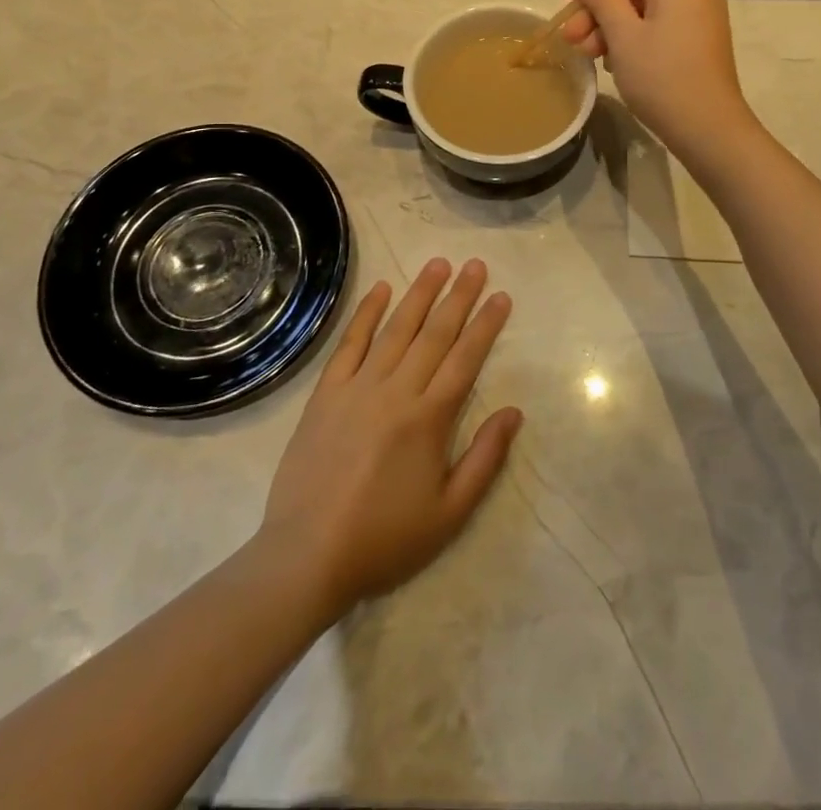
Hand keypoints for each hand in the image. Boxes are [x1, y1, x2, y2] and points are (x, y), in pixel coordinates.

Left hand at [257, 258, 521, 615]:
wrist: (307, 556)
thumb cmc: (384, 539)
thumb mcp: (449, 514)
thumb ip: (485, 459)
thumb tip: (513, 411)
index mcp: (429, 419)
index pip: (465, 359)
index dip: (486, 325)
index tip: (501, 296)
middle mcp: (396, 391)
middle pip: (435, 334)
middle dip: (459, 297)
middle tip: (475, 265)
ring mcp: (358, 388)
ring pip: (396, 329)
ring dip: (419, 294)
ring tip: (438, 264)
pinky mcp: (326, 393)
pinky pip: (349, 344)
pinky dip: (366, 314)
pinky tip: (381, 289)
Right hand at [560, 0, 756, 161]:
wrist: (709, 130)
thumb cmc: (661, 79)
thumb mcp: (623, 37)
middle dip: (598, 9)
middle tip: (571, 39)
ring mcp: (701, 19)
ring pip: (645, 11)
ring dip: (611, 27)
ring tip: (589, 55)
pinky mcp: (702, 44)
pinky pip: (660, 28)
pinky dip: (633, 39)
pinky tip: (615, 63)